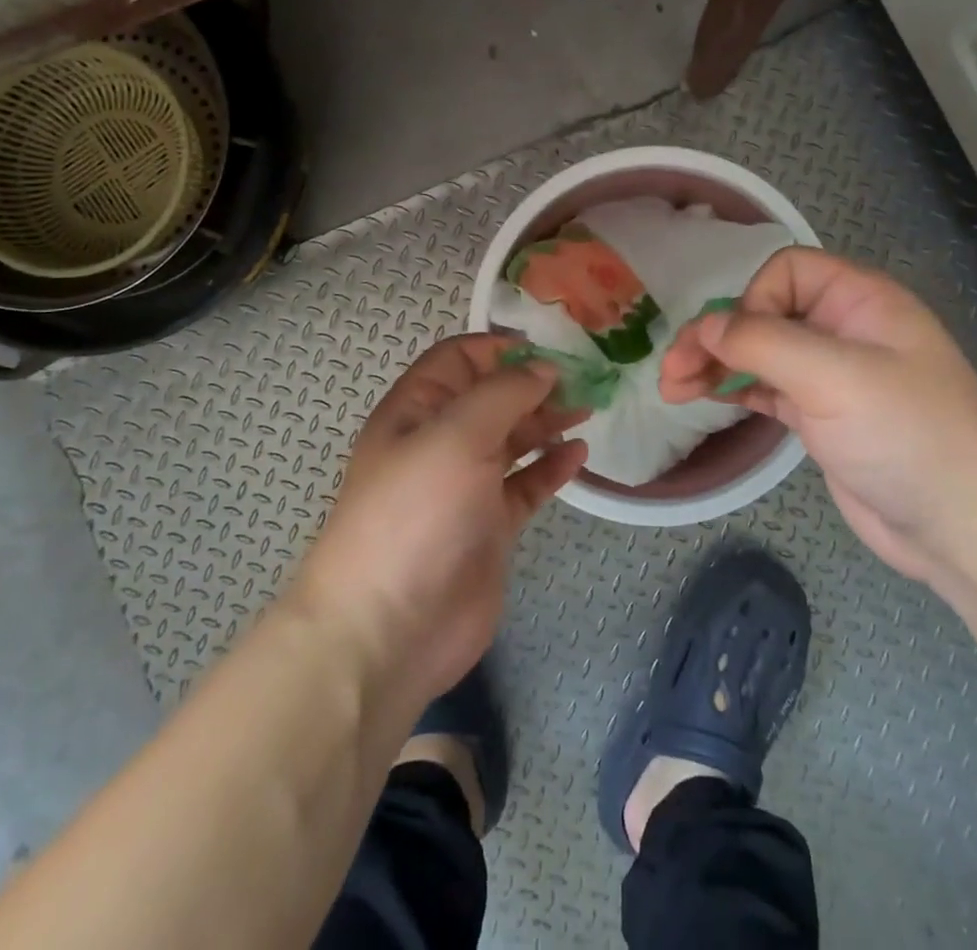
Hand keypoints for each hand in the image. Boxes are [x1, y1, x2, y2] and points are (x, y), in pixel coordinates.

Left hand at [295, 335, 586, 700]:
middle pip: (492, 397)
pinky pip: (525, 485)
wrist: (389, 628)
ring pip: (512, 439)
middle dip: (534, 383)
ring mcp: (465, 486)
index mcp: (417, 410)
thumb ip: (504, 393)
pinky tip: (579, 455)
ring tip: (587, 409)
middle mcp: (440, 441)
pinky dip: (551, 467)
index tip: (551, 348)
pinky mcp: (489, 526)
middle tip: (584, 380)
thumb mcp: (456, 435)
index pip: (459, 358)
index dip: (500, 347)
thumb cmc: (416, 513)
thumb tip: (543, 369)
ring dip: (547, 421)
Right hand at [659, 247, 976, 579]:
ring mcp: (832, 376)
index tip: (734, 343)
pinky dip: (735, 390)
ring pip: (760, 354)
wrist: (965, 528)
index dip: (752, 299)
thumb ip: (763, 343)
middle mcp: (844, 329)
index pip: (786, 272)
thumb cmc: (907, 434)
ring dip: (716, 365)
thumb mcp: (834, 376)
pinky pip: (767, 388)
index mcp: (860, 300)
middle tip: (672, 369)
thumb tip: (705, 326)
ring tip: (672, 388)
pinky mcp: (821, 417)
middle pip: (764, 313)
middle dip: (716, 336)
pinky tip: (704, 399)